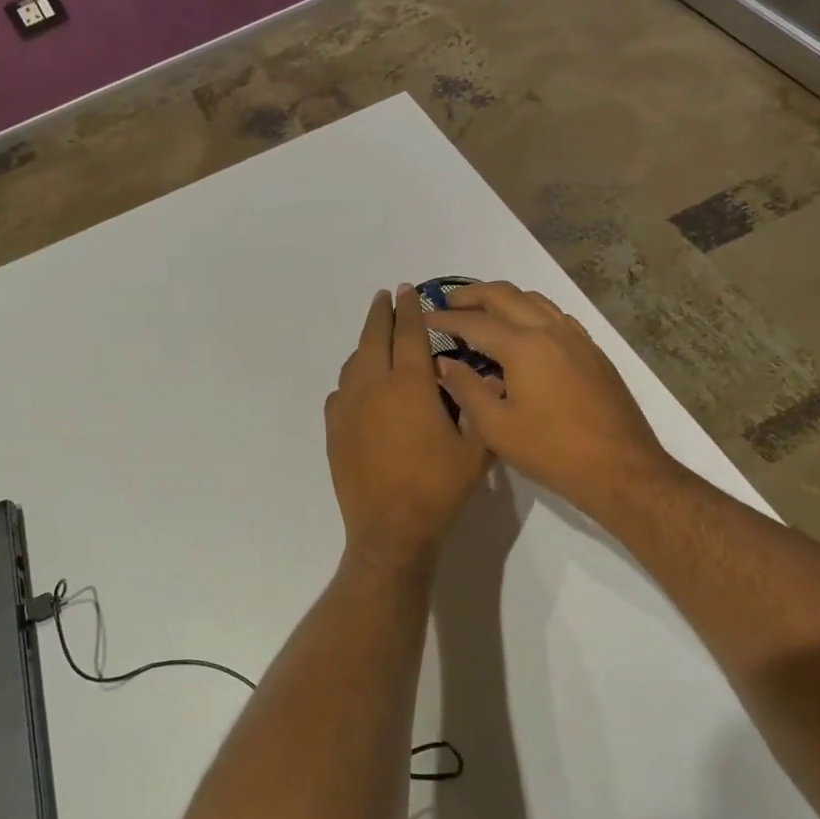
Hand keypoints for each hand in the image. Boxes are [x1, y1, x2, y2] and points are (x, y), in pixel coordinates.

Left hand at [325, 286, 492, 571]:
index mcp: (411, 384)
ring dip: (365, 343)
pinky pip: (341, 391)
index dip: (411, 309)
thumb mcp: (476, 449)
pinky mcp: (334, 429)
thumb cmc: (438, 488)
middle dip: (381, 312)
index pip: (410, 333)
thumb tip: (485, 375)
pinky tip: (359, 386)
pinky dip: (352, 379)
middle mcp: (374, 386)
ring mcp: (349, 407)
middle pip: (374, 337)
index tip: (409, 289)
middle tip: (386, 296)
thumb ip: (480, 406)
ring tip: (375, 337)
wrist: (391, 529)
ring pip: (354, 362)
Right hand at [425, 282, 673, 522]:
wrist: (620, 468)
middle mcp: (550, 330)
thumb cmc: (552, 451)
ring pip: (534, 300)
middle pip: (505, 296)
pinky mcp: (592, 352)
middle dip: (473, 295)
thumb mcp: (496, 427)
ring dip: (503, 299)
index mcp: (524, 346)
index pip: (475, 322)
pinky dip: (530, 311)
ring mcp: (576, 338)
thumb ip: (465, 389)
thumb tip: (444, 363)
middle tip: (448, 303)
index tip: (423, 318)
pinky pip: (555, 316)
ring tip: (482, 311)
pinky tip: (523, 331)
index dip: (445, 319)